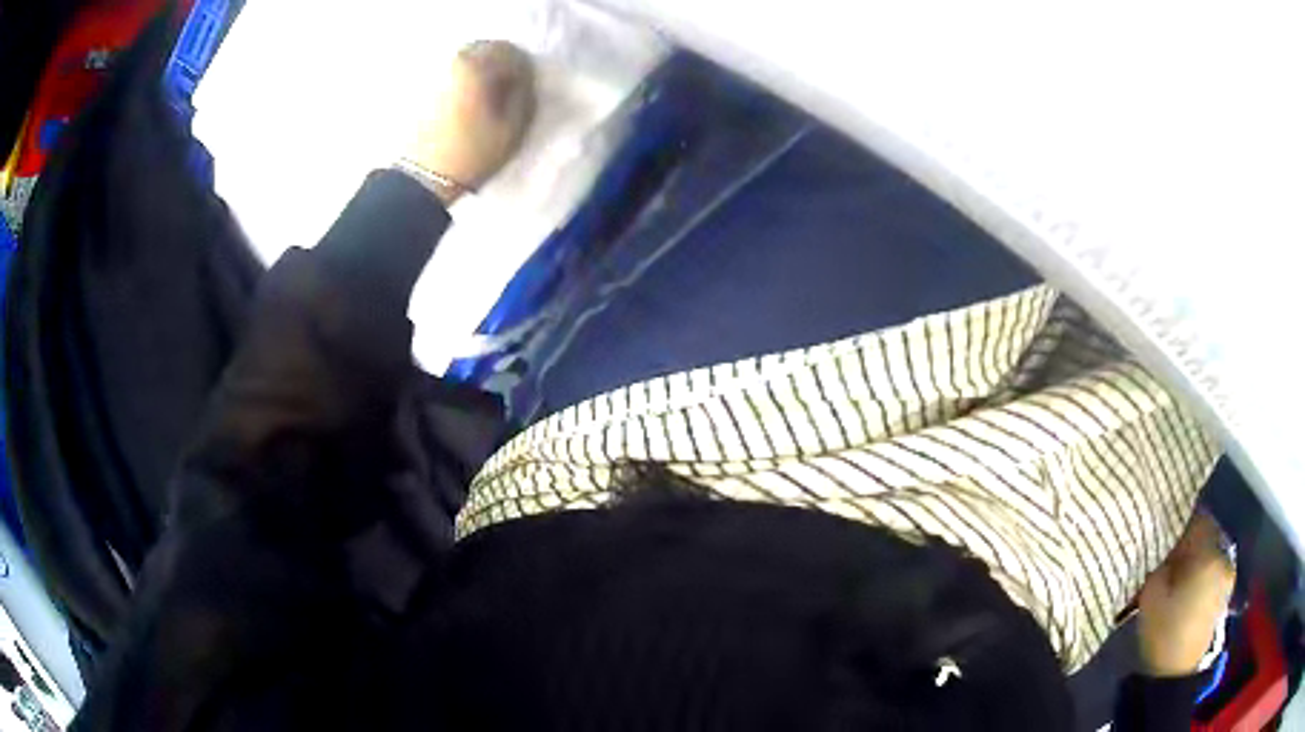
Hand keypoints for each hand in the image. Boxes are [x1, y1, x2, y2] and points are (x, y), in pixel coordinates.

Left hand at [404, 41, 536, 203]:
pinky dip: (463, 80)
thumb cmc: (471, 154)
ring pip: (467, 59)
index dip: (525, 71)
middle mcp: (453, 60)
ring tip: (487, 97)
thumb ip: (524, 95)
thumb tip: (523, 81)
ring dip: (482, 71)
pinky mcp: (421, 86)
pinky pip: (450, 72)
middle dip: (502, 65)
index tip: (527, 90)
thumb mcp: (513, 128)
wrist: (421, 179)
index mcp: (476, 65)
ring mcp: (433, 72)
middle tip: (509, 90)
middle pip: (487, 49)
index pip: (512, 53)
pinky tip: (467, 102)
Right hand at [1136, 512, 1235, 676]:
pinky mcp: (1225, 593)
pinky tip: (1189, 585)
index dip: (1182, 520)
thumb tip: (1167, 544)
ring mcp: (1227, 576)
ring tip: (1179, 570)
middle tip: (1171, 550)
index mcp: (1208, 555)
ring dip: (1198, 556)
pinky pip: (1215, 569)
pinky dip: (1204, 570)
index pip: (1198, 519)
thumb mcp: (1152, 593)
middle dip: (1191, 539)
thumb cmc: (1163, 632)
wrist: (1174, 675)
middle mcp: (1224, 558)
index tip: (1167, 528)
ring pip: (1212, 552)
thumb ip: (1162, 560)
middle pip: (1208, 535)